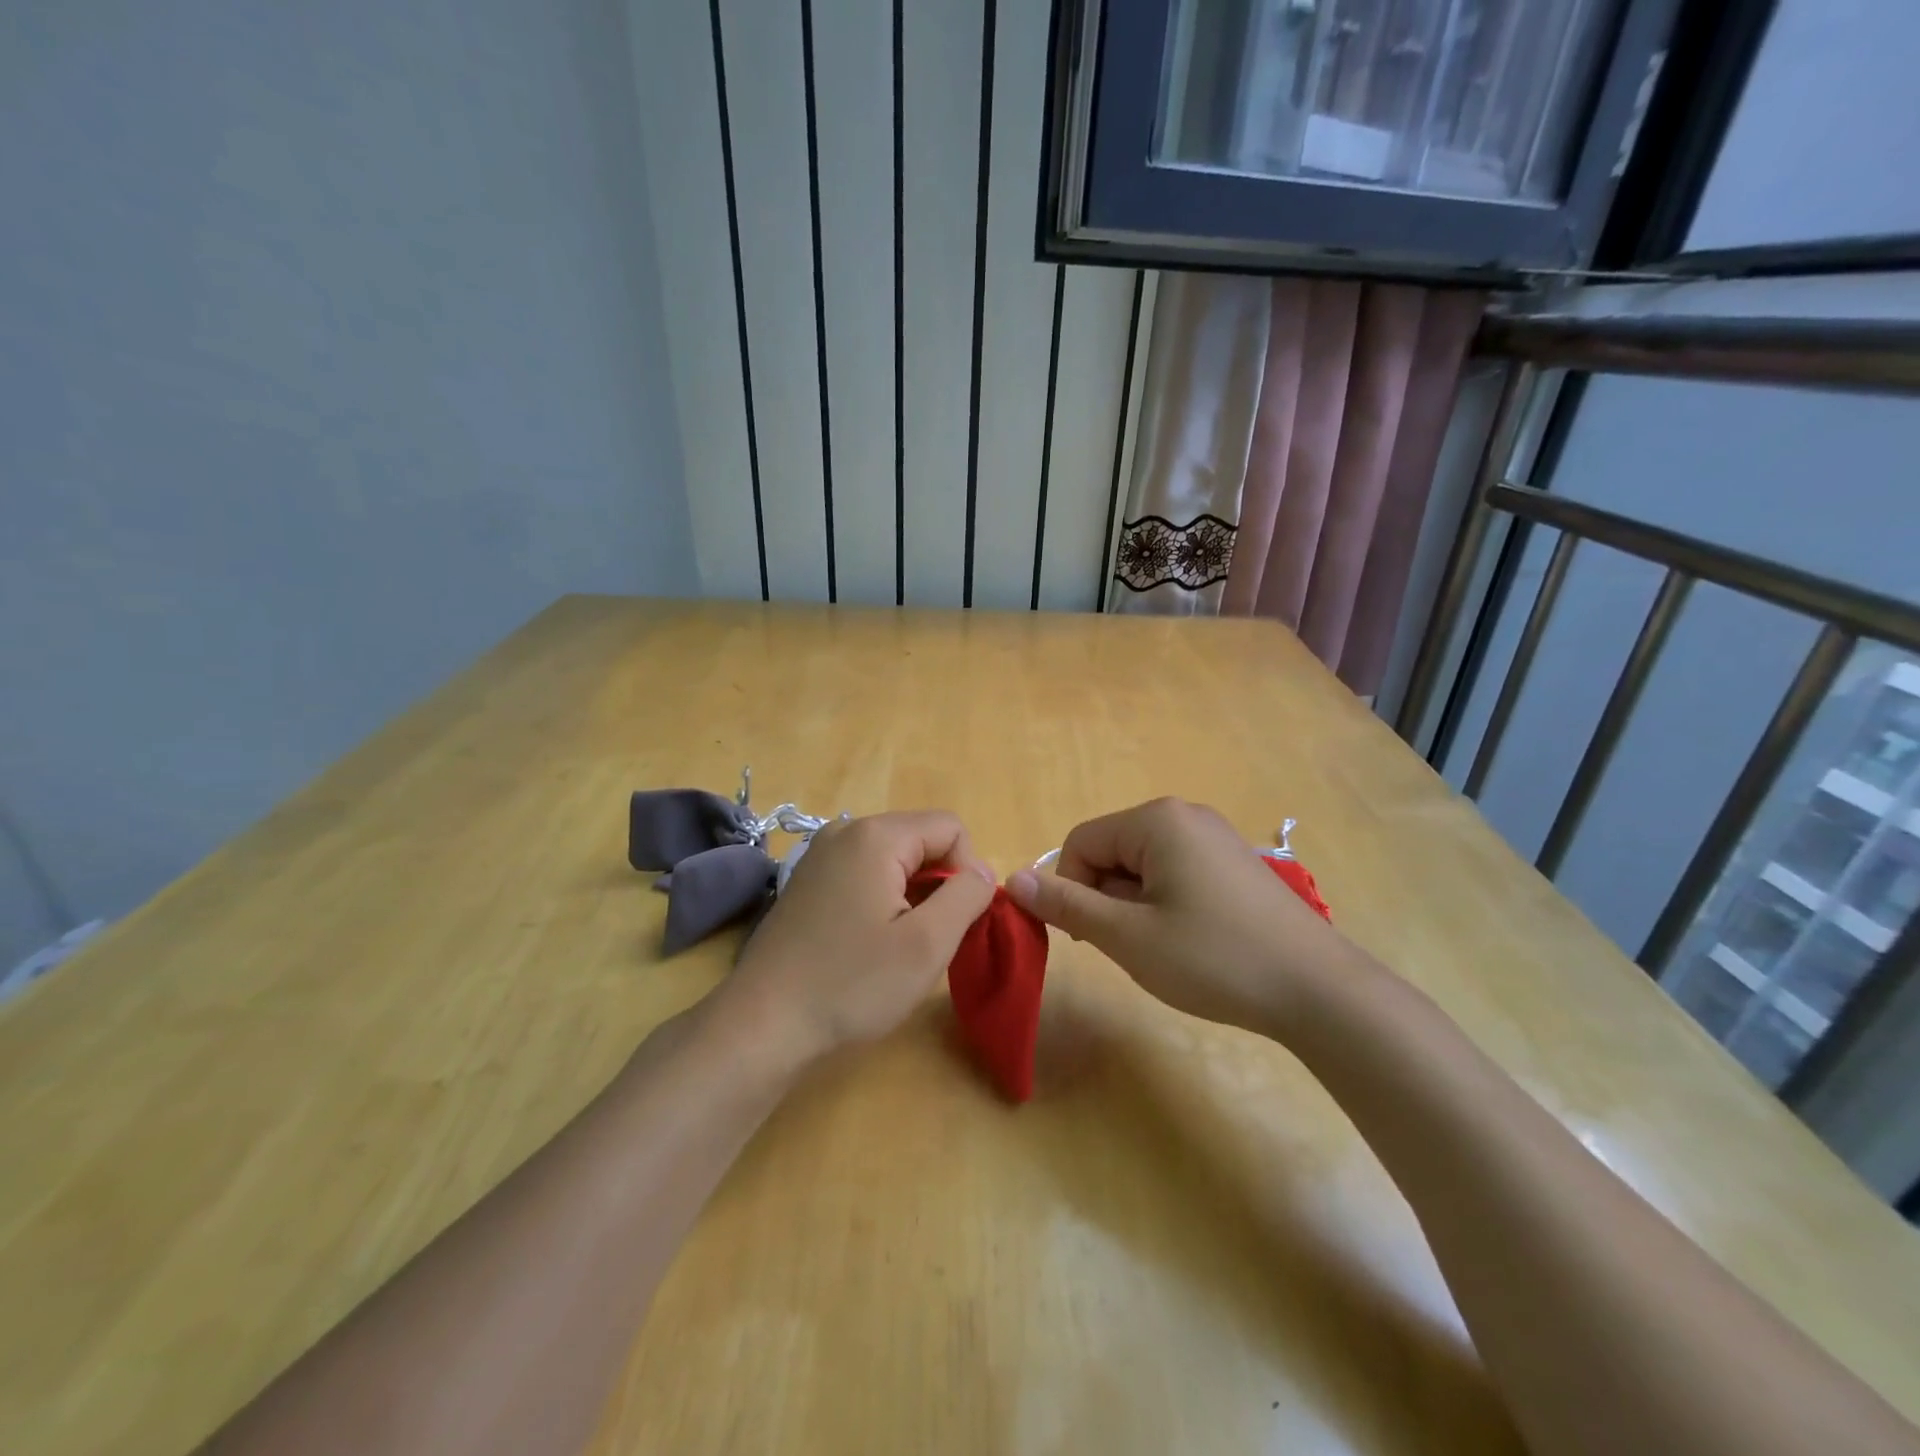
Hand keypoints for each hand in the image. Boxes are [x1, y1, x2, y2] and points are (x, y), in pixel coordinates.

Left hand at [715, 811, 996, 1066]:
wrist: (764, 1023)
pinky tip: (871, 942)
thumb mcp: (927, 943)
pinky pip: (865, 873)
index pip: (950, 827)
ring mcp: (821, 855)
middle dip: (939, 883)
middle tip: (931, 938)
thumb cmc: (852, 983)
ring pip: (894, 859)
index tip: (957, 921)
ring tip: (901, 944)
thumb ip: (967, 896)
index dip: (968, 871)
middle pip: (920, 839)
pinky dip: (883, 899)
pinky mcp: (808, 881)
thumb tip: (982, 873)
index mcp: (876, 835)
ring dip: (913, 895)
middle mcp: (845, 831)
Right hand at [1005, 797, 1356, 1037]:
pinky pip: (1174, 872)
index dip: (1072, 889)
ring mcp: (1214, 837)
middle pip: (1111, 850)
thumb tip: (1012, 879)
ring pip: (1141, 865)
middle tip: (1132, 946)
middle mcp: (1184, 815)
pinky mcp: (1232, 863)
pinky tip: (1190, 940)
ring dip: (1134, 905)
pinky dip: (1164, 904)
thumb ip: (1067, 905)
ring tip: (1164, 947)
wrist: (1318, 990)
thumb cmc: (1213, 958)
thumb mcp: (1128, 936)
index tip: (1091, 937)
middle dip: (1106, 897)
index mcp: (1156, 820)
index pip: (1081, 842)